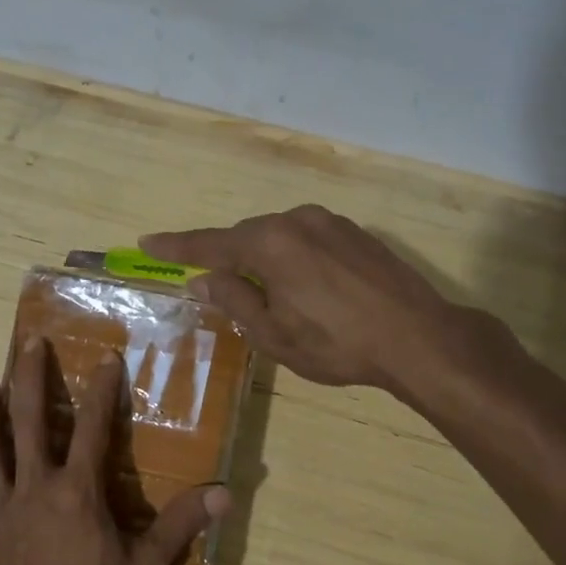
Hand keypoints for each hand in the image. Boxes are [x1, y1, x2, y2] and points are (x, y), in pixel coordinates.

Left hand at [0, 340, 231, 564]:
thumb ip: (181, 527)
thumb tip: (224, 494)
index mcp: (76, 491)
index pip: (93, 428)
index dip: (102, 391)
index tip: (105, 357)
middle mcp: (34, 488)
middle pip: (30, 422)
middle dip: (31, 379)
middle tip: (29, 343)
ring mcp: (0, 510)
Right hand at [141, 205, 517, 394]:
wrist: (418, 337)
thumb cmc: (336, 343)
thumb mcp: (274, 333)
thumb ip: (235, 300)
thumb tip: (204, 279)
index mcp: (269, 244)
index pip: (210, 244)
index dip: (177, 246)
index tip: (147, 241)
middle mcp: (296, 220)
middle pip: (247, 238)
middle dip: (227, 258)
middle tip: (213, 284)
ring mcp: (331, 222)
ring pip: (279, 237)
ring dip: (264, 260)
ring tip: (268, 295)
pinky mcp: (356, 233)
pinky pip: (307, 239)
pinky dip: (293, 258)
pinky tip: (306, 287)